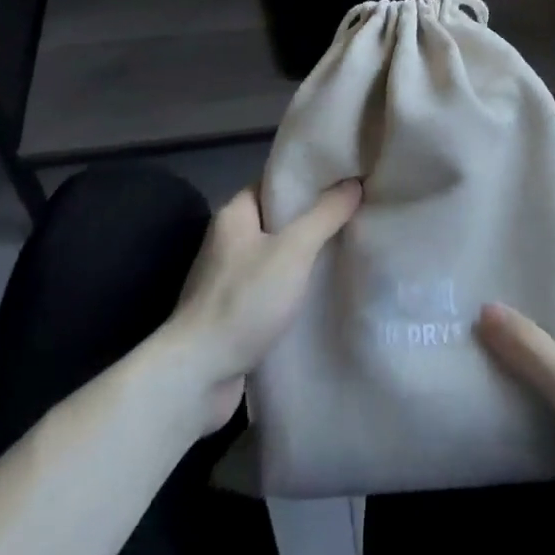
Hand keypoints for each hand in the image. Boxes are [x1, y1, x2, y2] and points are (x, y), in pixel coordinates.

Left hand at [162, 180, 361, 433]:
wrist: (198, 376)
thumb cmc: (245, 300)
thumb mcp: (293, 251)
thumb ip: (325, 215)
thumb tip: (354, 182)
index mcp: (235, 213)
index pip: (276, 182)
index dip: (310, 179)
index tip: (346, 178)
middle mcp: (229, 239)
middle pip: (279, 219)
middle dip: (315, 219)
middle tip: (356, 213)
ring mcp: (229, 278)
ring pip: (278, 255)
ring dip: (307, 257)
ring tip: (349, 248)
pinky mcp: (235, 312)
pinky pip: (273, 287)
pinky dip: (295, 287)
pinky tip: (324, 291)